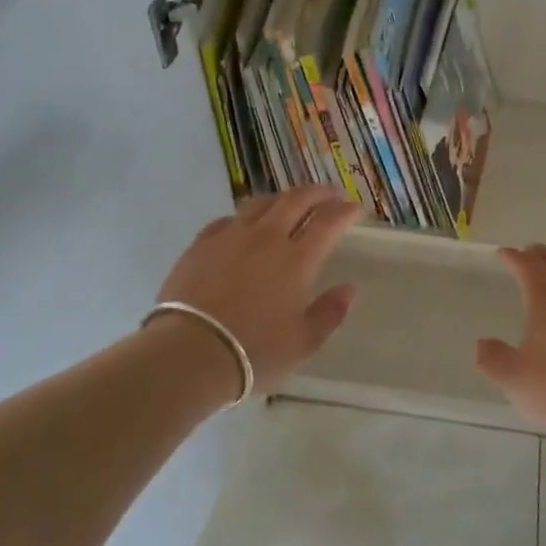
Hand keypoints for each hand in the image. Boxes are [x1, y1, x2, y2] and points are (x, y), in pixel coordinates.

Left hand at [154, 187, 359, 396]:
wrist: (190, 353)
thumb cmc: (255, 352)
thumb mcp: (303, 342)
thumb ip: (329, 312)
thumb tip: (348, 289)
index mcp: (297, 259)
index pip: (327, 222)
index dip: (344, 212)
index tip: (354, 209)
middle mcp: (266, 238)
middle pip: (296, 200)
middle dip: (318, 193)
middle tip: (330, 194)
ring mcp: (230, 237)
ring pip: (260, 203)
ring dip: (282, 198)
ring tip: (289, 203)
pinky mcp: (201, 244)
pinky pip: (227, 219)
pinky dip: (244, 217)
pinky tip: (243, 225)